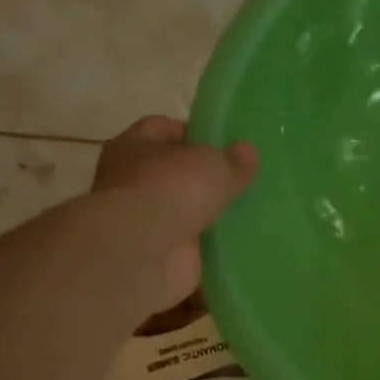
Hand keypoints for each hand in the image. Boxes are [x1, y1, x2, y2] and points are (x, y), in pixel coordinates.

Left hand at [93, 115, 257, 308]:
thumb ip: (234, 160)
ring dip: (207, 212)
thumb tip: (247, 153)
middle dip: (205, 176)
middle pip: (175, 171)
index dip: (196, 132)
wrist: (143, 251)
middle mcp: (132, 180)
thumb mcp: (215, 164)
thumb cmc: (172, 189)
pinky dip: (209, 243)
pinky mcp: (158, 251)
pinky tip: (238, 240)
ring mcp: (143, 218)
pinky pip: (191, 242)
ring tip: (247, 210)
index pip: (165, 128)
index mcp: (134, 146)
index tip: (227, 144)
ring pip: (183, 208)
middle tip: (241, 179)